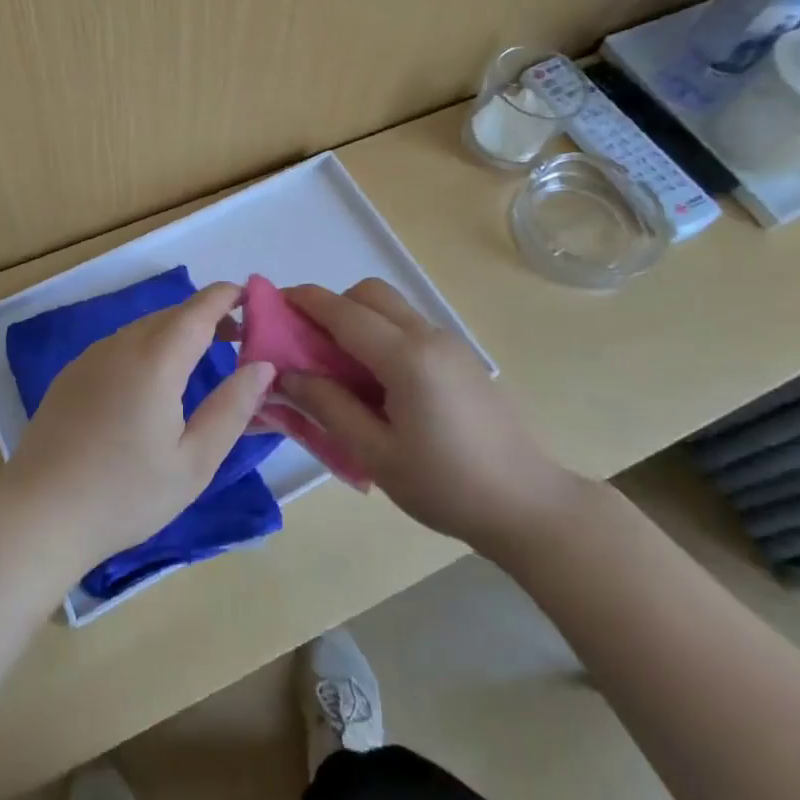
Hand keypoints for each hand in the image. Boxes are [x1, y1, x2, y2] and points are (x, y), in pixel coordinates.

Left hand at [0, 281, 276, 580]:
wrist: (38, 514)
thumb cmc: (125, 494)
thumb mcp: (194, 462)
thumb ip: (233, 409)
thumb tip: (263, 366)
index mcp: (156, 360)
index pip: (199, 309)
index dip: (227, 297)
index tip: (254, 299)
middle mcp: (121, 346)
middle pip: (172, 315)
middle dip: (207, 317)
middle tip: (238, 339)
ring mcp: (91, 358)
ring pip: (144, 328)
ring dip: (176, 332)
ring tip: (200, 359)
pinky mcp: (71, 375)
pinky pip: (119, 345)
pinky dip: (147, 347)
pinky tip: (151, 383)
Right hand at [276, 280, 581, 548]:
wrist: (527, 505)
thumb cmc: (446, 485)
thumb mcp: (375, 454)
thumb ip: (327, 407)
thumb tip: (286, 375)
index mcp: (406, 357)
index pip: (343, 311)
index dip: (304, 302)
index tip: (272, 303)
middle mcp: (428, 336)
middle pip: (370, 294)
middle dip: (332, 305)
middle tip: (308, 344)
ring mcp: (449, 343)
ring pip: (392, 306)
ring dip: (358, 318)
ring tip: (339, 366)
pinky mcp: (460, 357)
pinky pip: (409, 326)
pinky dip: (381, 333)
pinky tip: (376, 381)